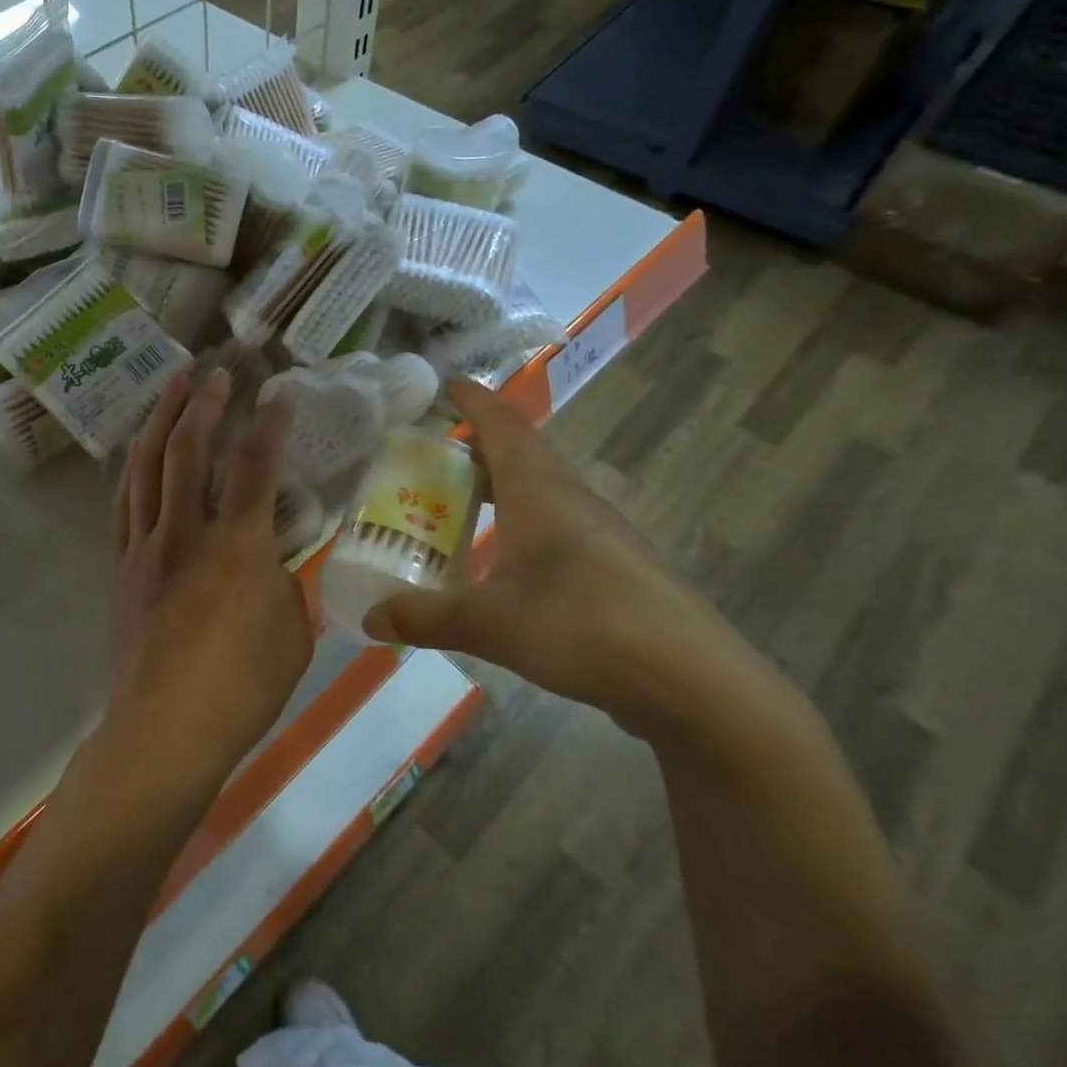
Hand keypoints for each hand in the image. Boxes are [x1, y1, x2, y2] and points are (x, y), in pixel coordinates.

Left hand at [108, 368, 312, 772]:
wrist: (163, 731)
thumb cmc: (240, 691)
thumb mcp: (292, 636)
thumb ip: (284, 585)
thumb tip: (270, 561)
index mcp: (238, 548)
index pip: (257, 465)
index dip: (271, 421)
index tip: (280, 389)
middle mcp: (186, 532)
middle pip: (190, 449)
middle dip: (205, 403)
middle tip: (217, 371)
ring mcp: (146, 545)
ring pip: (148, 465)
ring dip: (162, 418)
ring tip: (173, 385)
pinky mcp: (122, 564)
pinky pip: (124, 500)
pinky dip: (134, 465)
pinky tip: (140, 449)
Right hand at [362, 379, 745, 730]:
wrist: (695, 683)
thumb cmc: (584, 626)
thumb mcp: (490, 624)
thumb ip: (425, 618)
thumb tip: (371, 619)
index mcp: (540, 491)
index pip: (502, 425)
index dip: (473, 400)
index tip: (446, 383)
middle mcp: (571, 499)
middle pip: (522, 452)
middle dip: (478, 443)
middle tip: (435, 452)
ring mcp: (600, 534)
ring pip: (542, 488)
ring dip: (502, 483)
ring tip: (460, 500)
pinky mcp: (615, 568)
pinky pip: (556, 523)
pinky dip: (521, 521)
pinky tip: (506, 557)